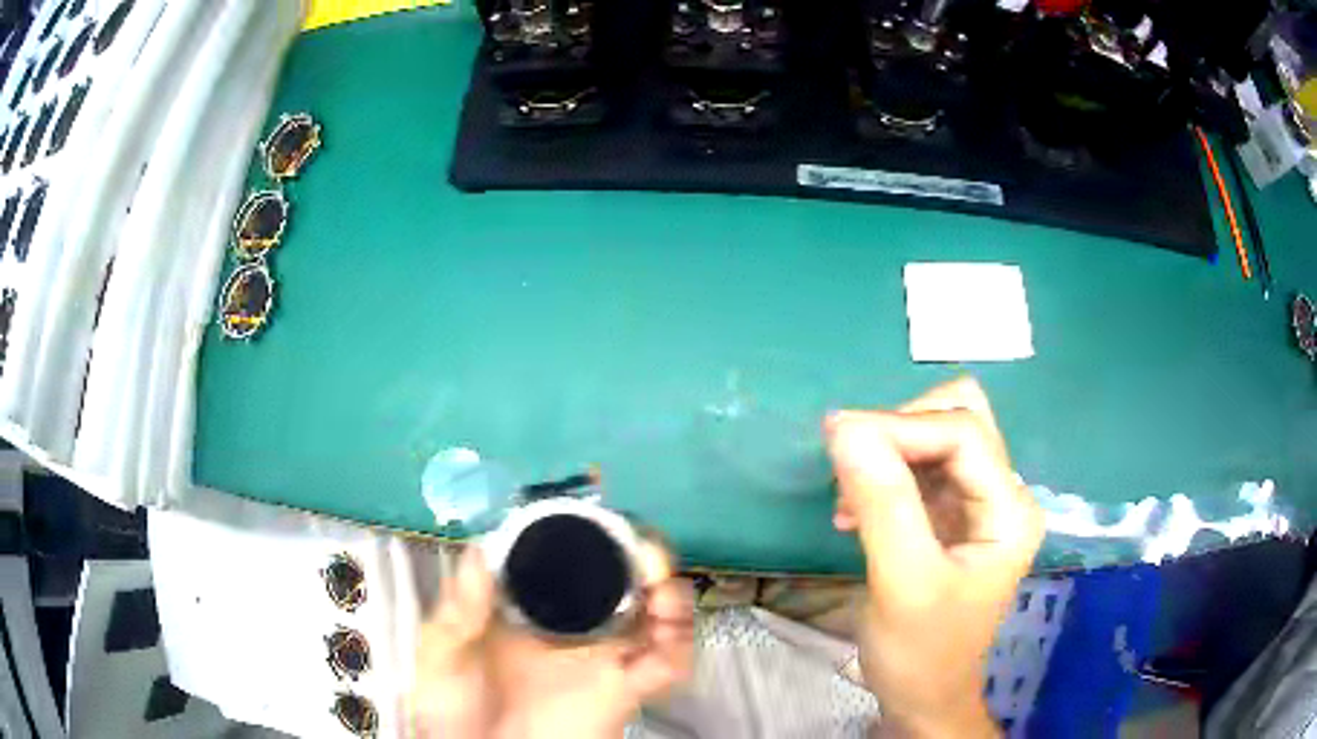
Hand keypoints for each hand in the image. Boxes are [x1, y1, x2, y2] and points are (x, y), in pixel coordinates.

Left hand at [409, 542, 693, 738]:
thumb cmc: (455, 708)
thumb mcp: (441, 654)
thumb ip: (457, 610)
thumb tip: (478, 550)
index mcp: (529, 607)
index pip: (564, 555)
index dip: (584, 526)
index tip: (592, 497)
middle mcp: (573, 625)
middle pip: (623, 575)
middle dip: (642, 551)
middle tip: (643, 548)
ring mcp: (602, 657)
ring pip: (656, 613)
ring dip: (671, 592)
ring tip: (661, 586)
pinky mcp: (623, 691)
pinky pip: (665, 666)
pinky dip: (678, 644)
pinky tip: (666, 631)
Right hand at [825, 378, 1043, 738]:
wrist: (923, 696)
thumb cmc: (921, 652)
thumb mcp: (902, 583)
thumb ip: (882, 504)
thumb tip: (843, 427)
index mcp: (1010, 510)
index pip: (964, 433)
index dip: (902, 425)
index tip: (837, 438)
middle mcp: (1002, 494)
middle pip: (958, 418)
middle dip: (900, 430)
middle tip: (851, 466)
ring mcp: (978, 503)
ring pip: (936, 437)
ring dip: (888, 452)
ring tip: (849, 497)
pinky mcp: (951, 515)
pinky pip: (919, 467)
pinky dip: (884, 474)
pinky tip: (854, 512)